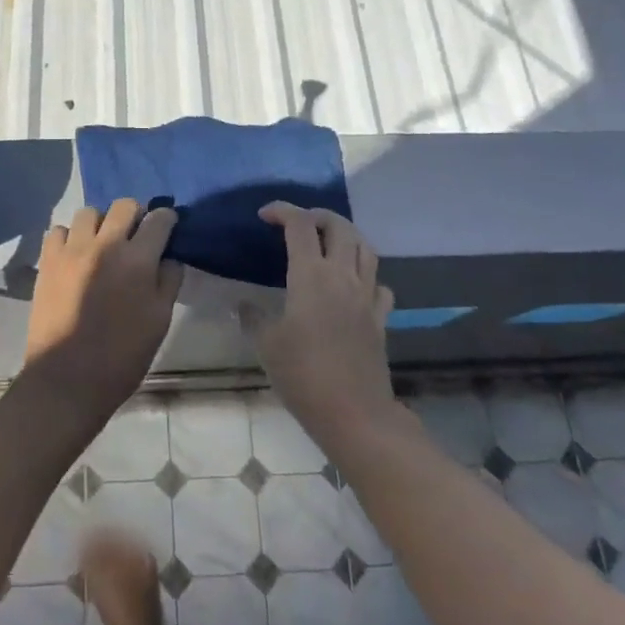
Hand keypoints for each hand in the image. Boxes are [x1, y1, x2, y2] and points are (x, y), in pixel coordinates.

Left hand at [24, 200, 182, 420]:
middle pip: (124, 205)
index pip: (159, 219)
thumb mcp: (159, 322)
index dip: (167, 219)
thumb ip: (168, 282)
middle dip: (136, 215)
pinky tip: (75, 255)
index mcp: (138, 260)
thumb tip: (169, 257)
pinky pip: (58, 231)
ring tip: (102, 245)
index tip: (167, 227)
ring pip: (89, 213)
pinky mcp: (47, 261)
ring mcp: (72, 250)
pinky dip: (69, 237)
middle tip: (135, 237)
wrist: (67, 379)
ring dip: (101, 224)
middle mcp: (105, 245)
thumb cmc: (121, 356)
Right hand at [248, 203, 396, 449]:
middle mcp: (343, 276)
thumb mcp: (266, 345)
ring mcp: (367, 296)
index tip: (264, 215)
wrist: (354, 413)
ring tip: (327, 242)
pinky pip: (379, 283)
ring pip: (365, 247)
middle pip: (339, 226)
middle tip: (298, 223)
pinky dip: (366, 274)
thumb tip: (243, 304)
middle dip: (317, 215)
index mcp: (311, 276)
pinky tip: (354, 285)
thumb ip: (253, 317)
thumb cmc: (303, 376)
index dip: (282, 211)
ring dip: (346, 235)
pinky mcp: (380, 318)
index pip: (300, 225)